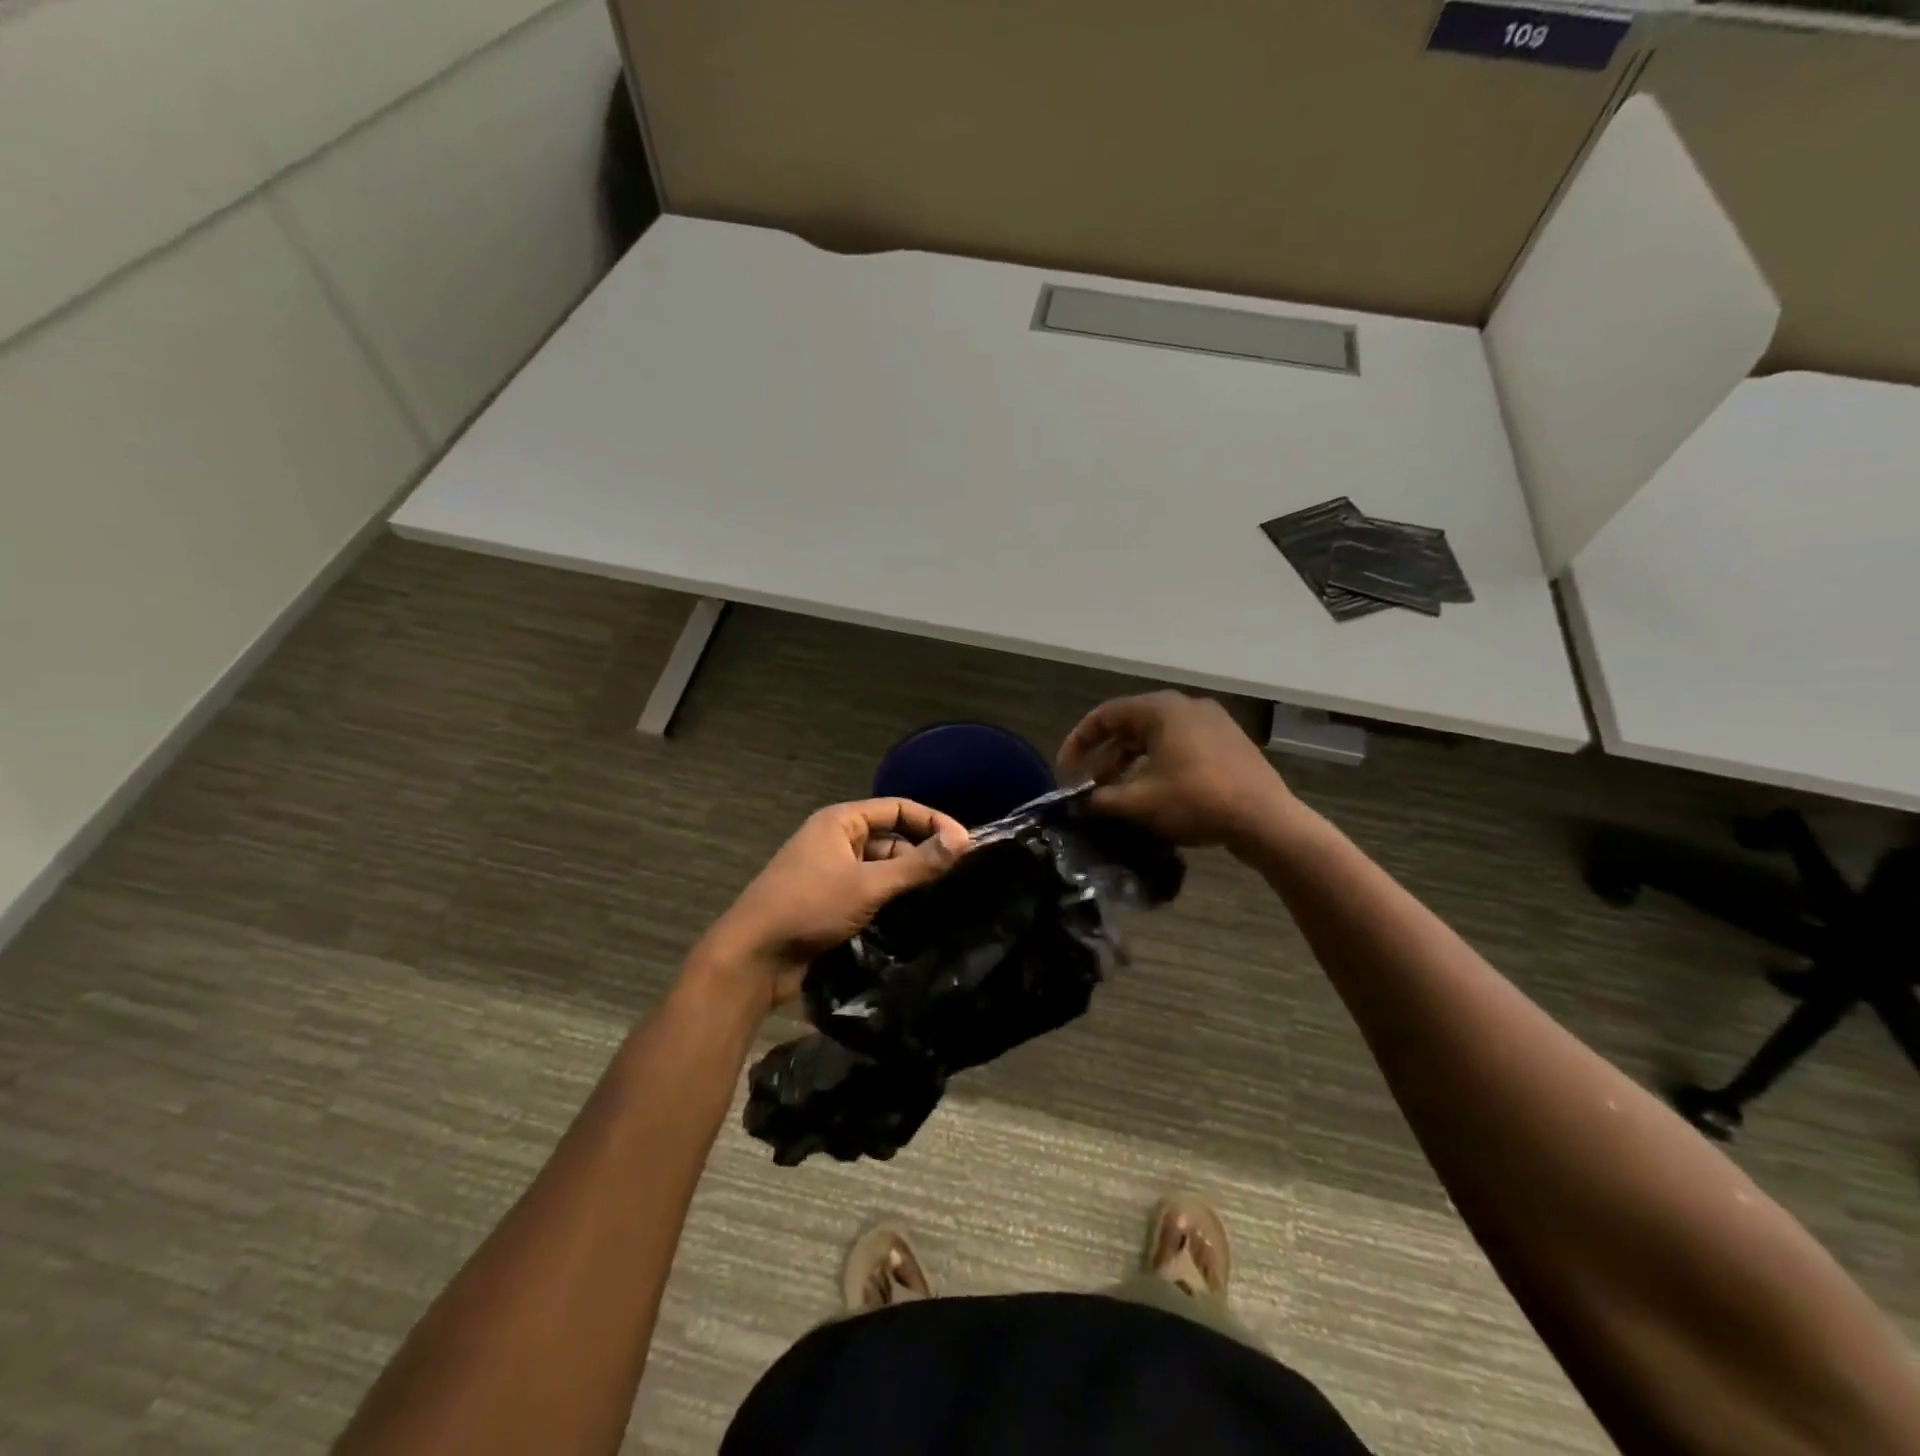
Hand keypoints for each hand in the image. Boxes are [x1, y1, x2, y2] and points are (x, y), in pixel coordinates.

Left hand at [692, 799, 970, 1012]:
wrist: (752, 958)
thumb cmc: (808, 908)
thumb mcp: (868, 884)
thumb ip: (917, 864)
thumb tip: (963, 840)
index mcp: (840, 822)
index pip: (898, 809)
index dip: (933, 822)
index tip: (965, 845)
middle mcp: (836, 840)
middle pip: (891, 838)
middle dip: (922, 854)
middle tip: (958, 876)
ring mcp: (831, 872)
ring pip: (882, 868)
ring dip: (907, 880)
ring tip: (942, 897)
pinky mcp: (830, 902)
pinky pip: (870, 891)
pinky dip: (891, 899)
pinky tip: (915, 916)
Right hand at [1058, 691, 1298, 850]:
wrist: (1267, 821)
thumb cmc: (1197, 801)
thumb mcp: (1139, 802)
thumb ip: (1101, 798)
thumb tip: (1078, 802)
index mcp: (1161, 709)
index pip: (1105, 716)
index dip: (1078, 743)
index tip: (1066, 772)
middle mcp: (1186, 706)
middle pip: (1130, 725)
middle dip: (1104, 756)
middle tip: (1087, 785)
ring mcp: (1212, 723)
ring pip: (1155, 738)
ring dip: (1129, 763)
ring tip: (1114, 793)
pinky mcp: (1227, 744)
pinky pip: (1179, 747)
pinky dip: (1156, 765)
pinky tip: (1150, 793)